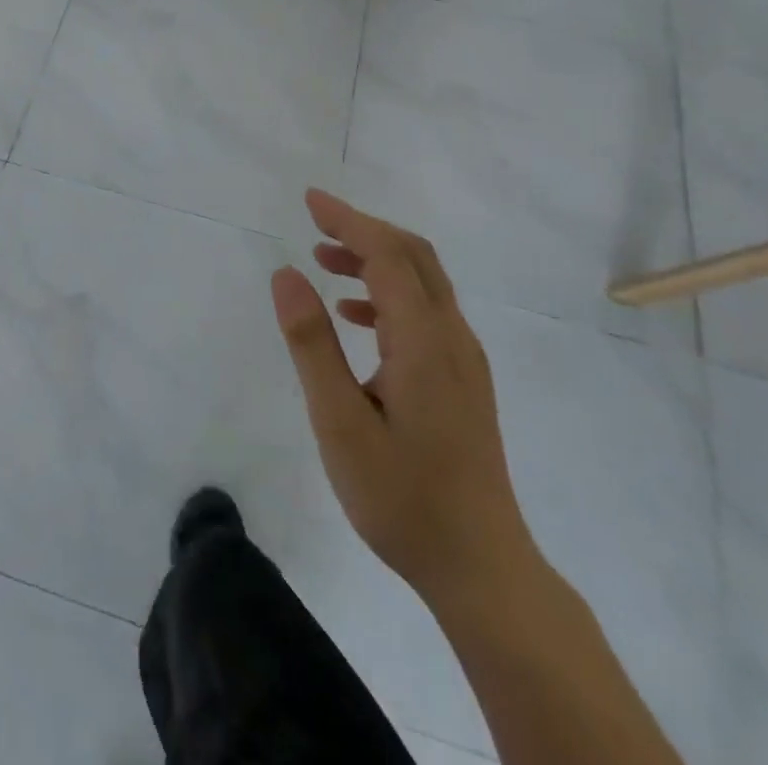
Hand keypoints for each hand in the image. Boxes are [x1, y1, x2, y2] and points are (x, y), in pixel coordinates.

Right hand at [271, 189, 535, 607]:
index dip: (349, 220)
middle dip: (364, 229)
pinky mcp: (464, 381)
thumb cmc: (403, 497)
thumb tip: (285, 273)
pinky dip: (388, 294)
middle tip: (315, 221)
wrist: (482, 569)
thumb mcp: (339, 422)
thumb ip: (311, 344)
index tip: (309, 200)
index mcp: (424, 340)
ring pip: (422, 283)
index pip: (388, 254)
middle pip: (414, 257)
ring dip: (375, 259)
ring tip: (324, 260)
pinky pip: (426, 313)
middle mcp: (452, 337)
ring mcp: (464, 360)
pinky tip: (354, 317)